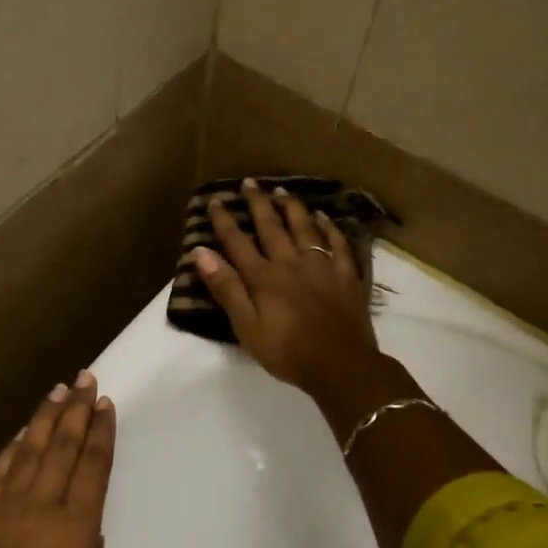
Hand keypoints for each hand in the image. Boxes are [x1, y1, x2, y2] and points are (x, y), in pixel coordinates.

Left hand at [0, 372, 113, 547]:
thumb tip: (78, 530)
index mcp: (76, 528)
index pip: (93, 466)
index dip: (101, 432)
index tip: (105, 404)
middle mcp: (41, 508)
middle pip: (62, 448)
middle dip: (76, 410)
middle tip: (86, 378)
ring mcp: (4, 510)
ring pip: (29, 452)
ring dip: (44, 419)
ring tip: (57, 391)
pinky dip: (11, 449)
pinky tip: (20, 433)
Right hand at [192, 178, 381, 396]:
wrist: (341, 365)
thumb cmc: (287, 352)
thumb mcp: (247, 327)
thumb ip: (226, 288)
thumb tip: (201, 252)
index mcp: (264, 277)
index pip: (238, 242)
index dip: (224, 221)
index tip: (215, 200)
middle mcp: (291, 263)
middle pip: (272, 227)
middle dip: (258, 204)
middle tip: (249, 182)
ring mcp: (322, 266)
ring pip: (305, 228)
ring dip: (291, 208)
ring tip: (281, 191)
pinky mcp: (346, 276)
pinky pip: (337, 243)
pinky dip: (329, 227)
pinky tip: (324, 217)